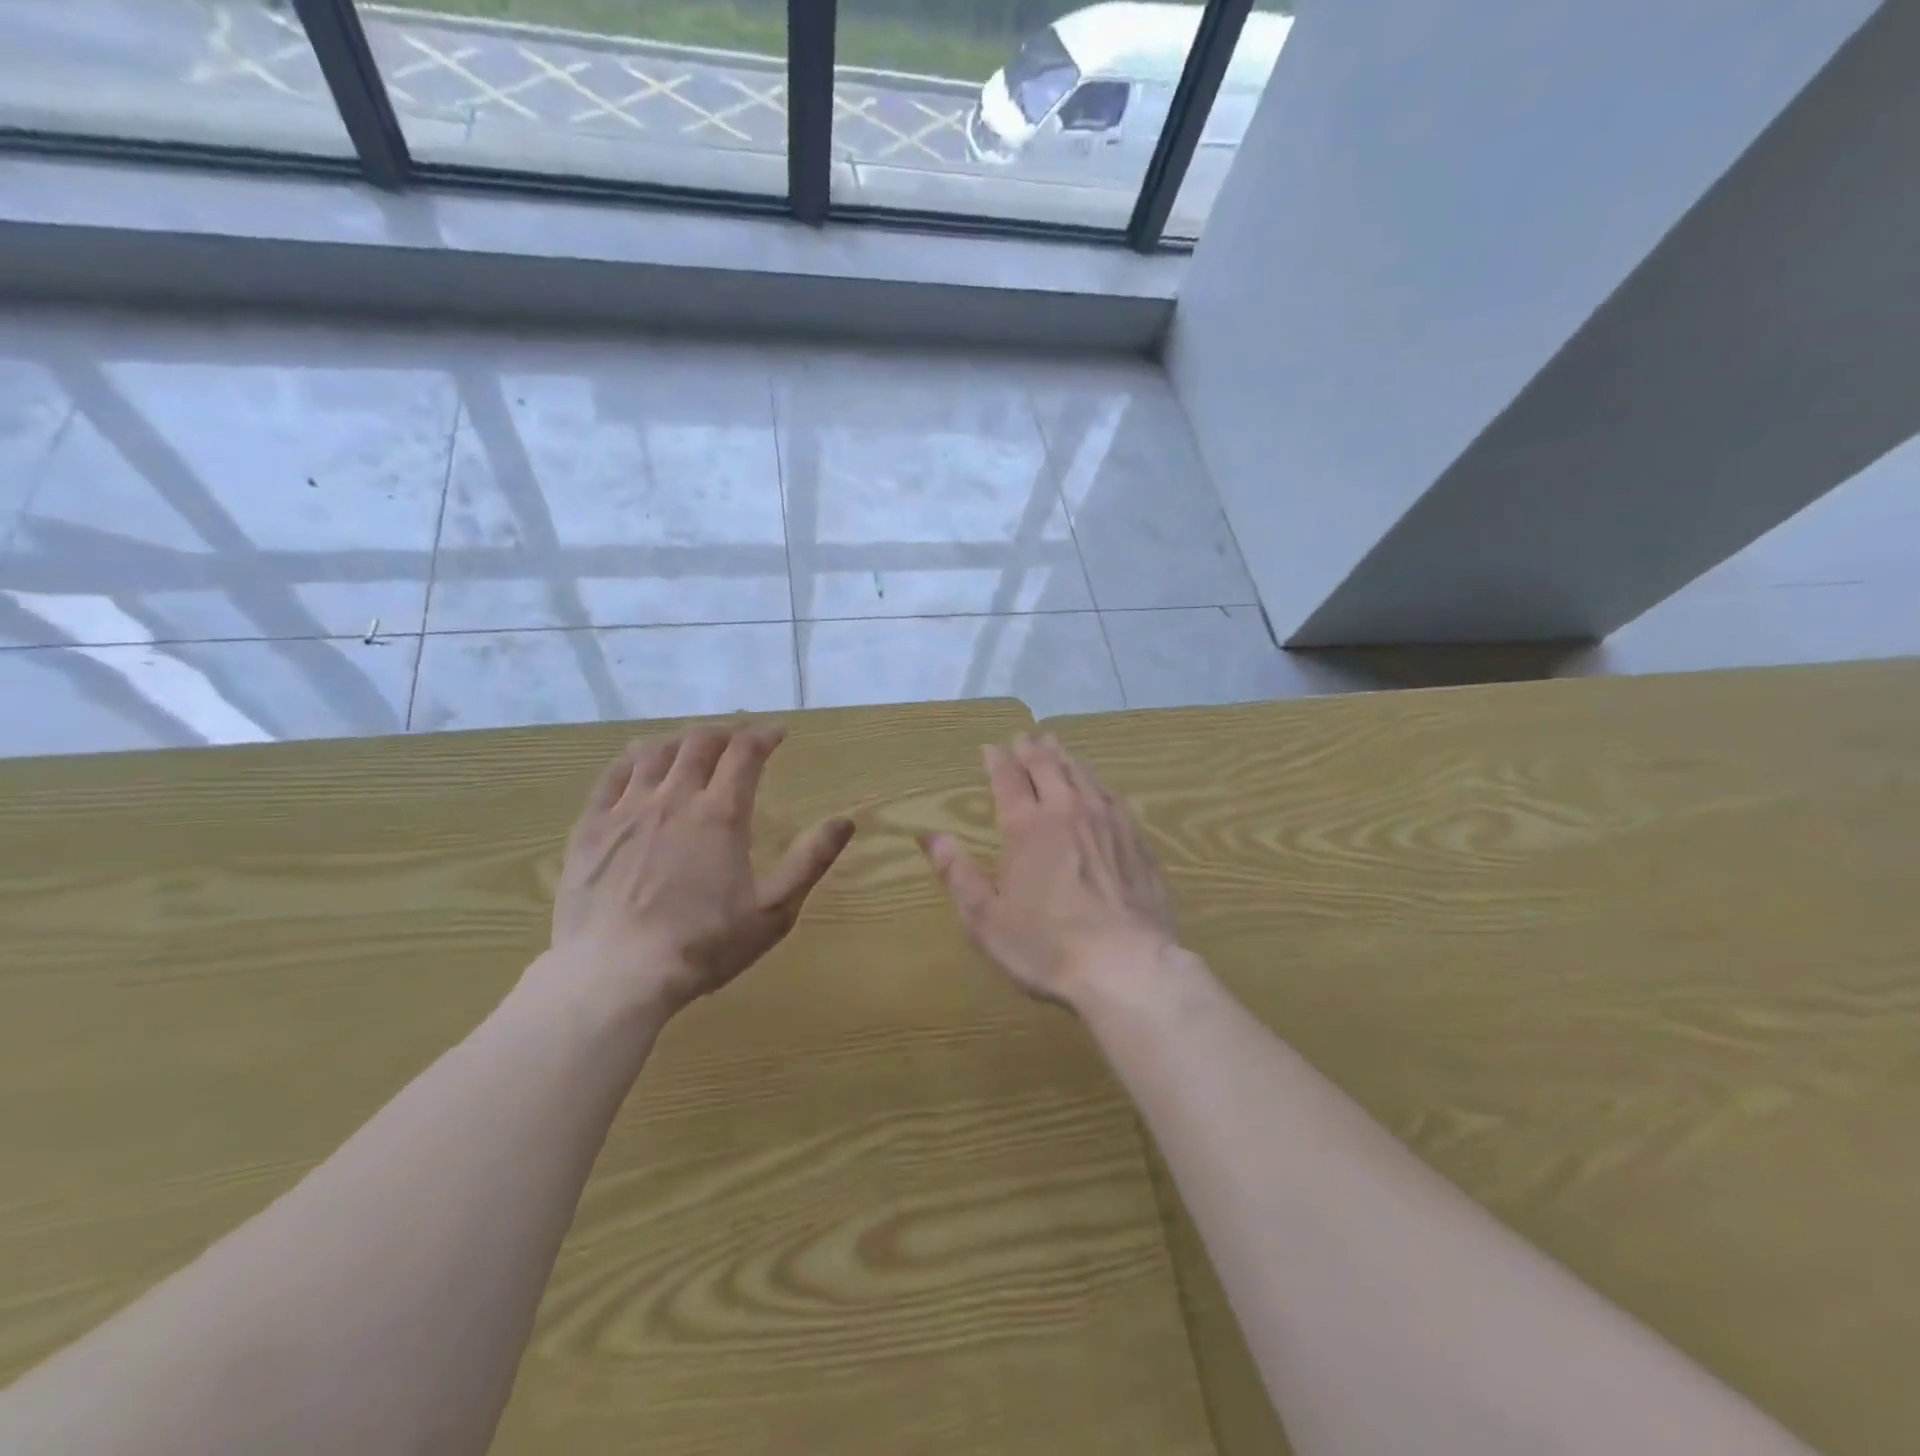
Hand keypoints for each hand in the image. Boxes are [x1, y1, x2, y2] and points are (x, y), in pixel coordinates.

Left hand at [547, 725, 854, 1019]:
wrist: (615, 976)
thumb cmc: (703, 945)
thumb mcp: (773, 910)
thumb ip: (810, 861)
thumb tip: (845, 821)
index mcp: (721, 814)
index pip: (745, 752)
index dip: (763, 735)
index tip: (777, 733)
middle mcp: (674, 798)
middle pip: (699, 742)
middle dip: (724, 732)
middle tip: (736, 740)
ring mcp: (626, 810)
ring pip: (653, 752)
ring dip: (679, 740)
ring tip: (690, 746)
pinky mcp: (589, 829)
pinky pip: (610, 777)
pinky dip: (630, 761)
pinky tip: (636, 765)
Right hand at [920, 733, 1179, 1009]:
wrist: (1127, 966)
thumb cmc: (1046, 946)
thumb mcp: (986, 918)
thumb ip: (957, 873)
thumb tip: (929, 836)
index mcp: (1027, 827)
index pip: (1009, 780)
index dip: (997, 760)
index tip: (991, 747)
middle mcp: (1068, 812)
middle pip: (1048, 767)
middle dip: (1032, 749)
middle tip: (1024, 736)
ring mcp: (1108, 823)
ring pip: (1083, 775)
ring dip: (1065, 758)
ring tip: (1057, 747)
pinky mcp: (1137, 841)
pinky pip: (1113, 796)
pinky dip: (1097, 782)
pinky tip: (1098, 785)